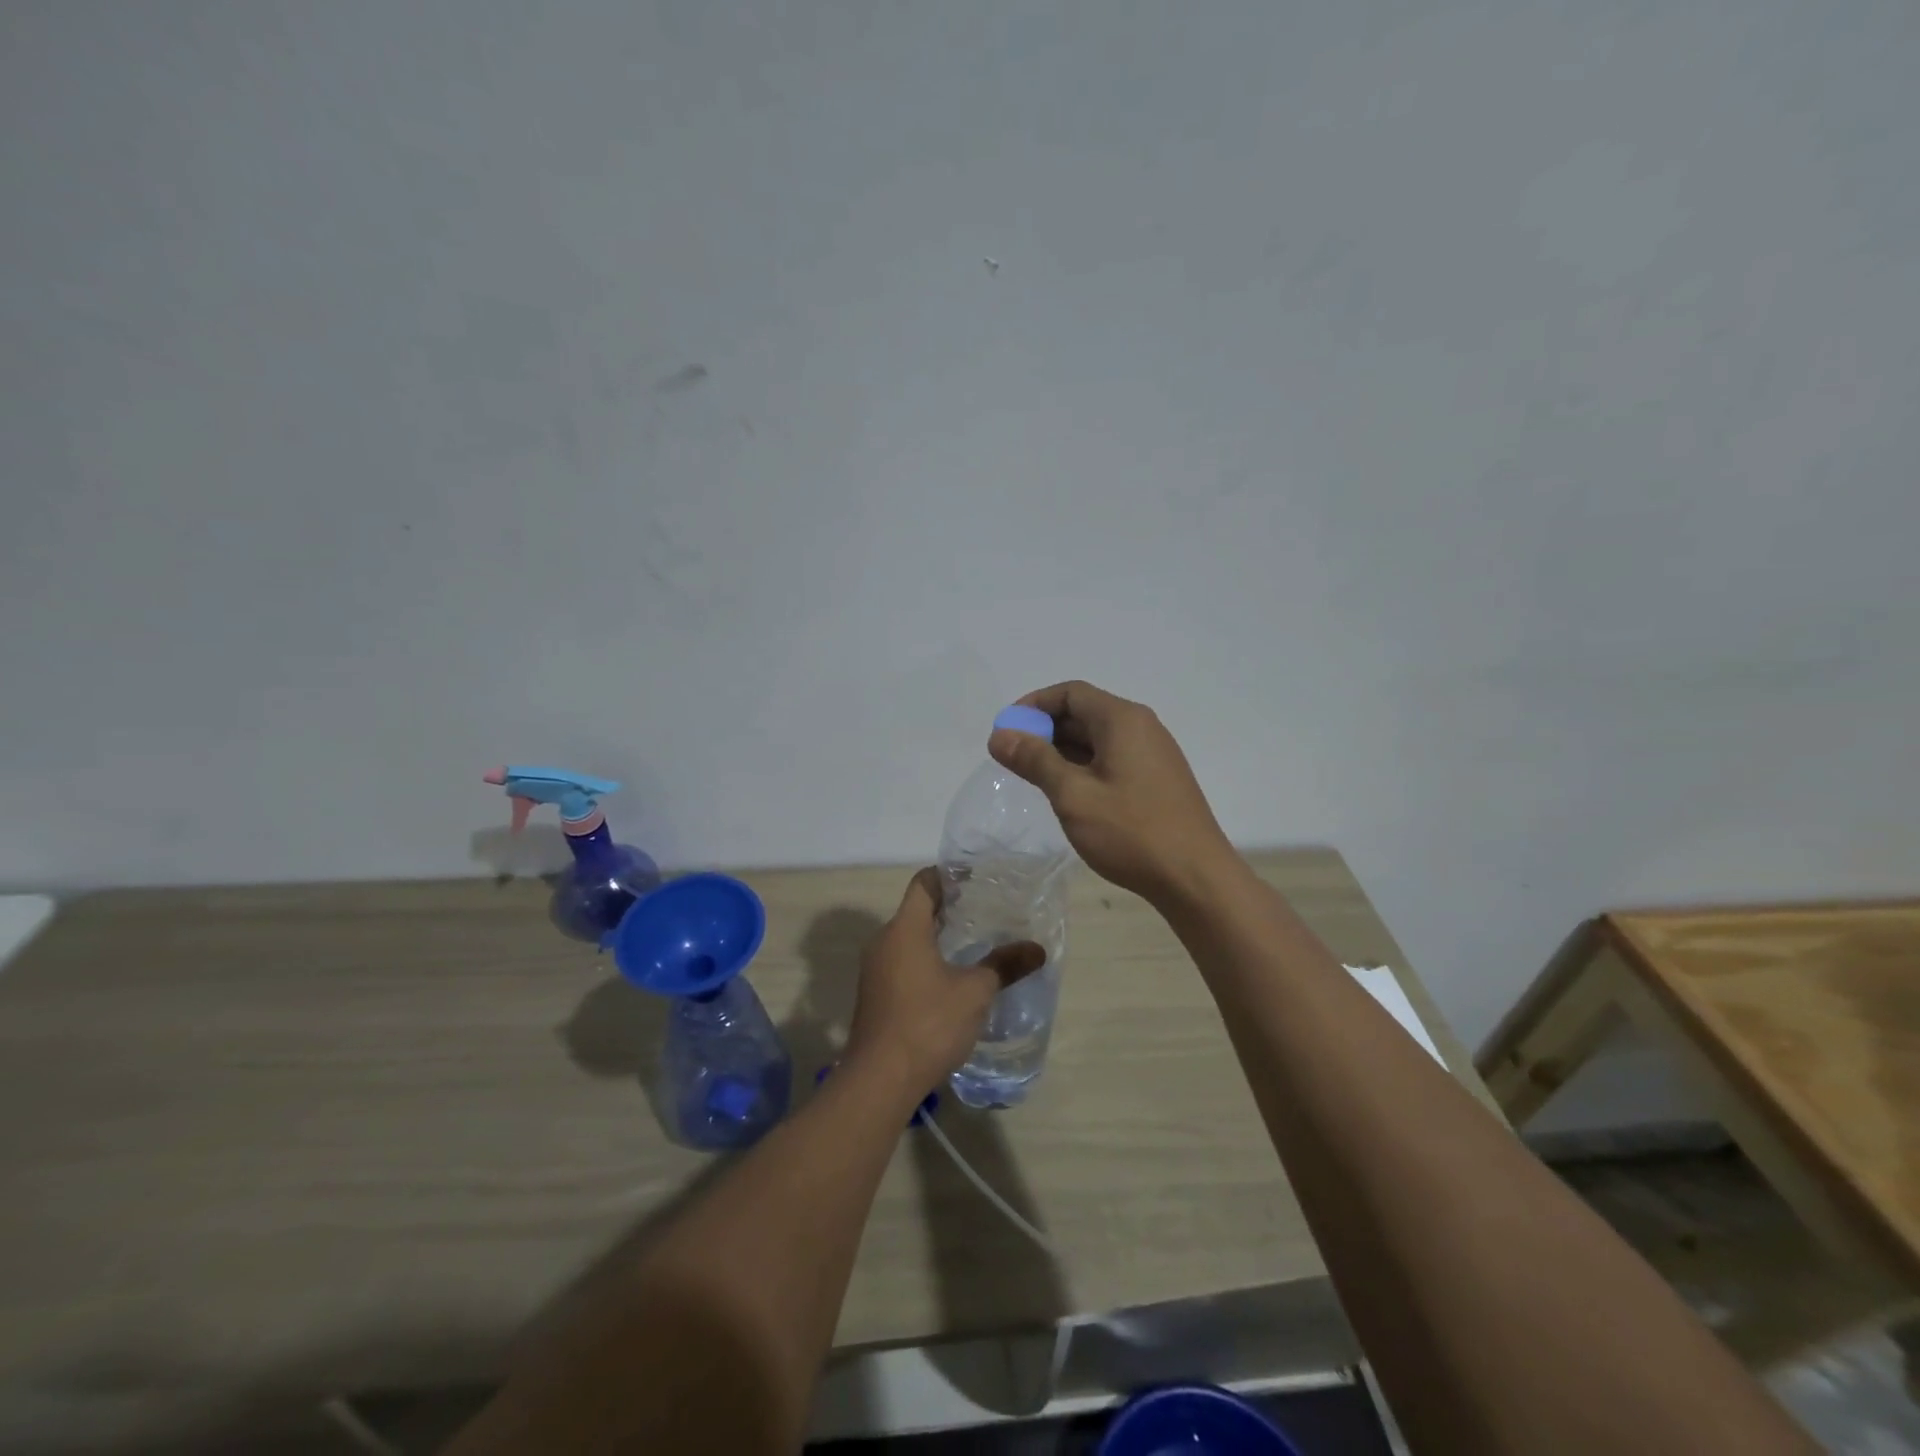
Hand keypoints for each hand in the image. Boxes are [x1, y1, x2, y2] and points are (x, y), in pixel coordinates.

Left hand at [843, 869, 1043, 1095]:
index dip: (949, 875)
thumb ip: (1004, 965)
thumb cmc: (928, 1024)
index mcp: (904, 928)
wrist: (879, 1079)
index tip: (977, 878)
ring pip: (909, 938)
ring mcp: (875, 969)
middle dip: (949, 908)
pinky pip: (902, 962)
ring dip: (937, 936)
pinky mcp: (875, 994)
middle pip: (916, 910)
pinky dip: (926, 959)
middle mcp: (883, 941)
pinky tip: (951, 978)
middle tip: (985, 910)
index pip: (924, 883)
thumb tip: (1037, 949)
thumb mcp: (975, 992)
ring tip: (974, 943)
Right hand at [989, 680, 1235, 906]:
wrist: (1195, 878)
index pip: (1070, 692)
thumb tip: (1000, 735)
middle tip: (1014, 759)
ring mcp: (1153, 754)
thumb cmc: (1131, 832)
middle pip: (1084, 712)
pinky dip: (1084, 766)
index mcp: (1122, 720)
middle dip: (1045, 730)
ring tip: (1034, 778)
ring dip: (1063, 751)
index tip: (1006, 732)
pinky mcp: (1157, 779)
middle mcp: (1141, 727)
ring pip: (1098, 738)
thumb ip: (1034, 760)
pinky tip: (1069, 794)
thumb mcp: (1073, 795)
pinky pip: (1113, 758)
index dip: (1033, 706)